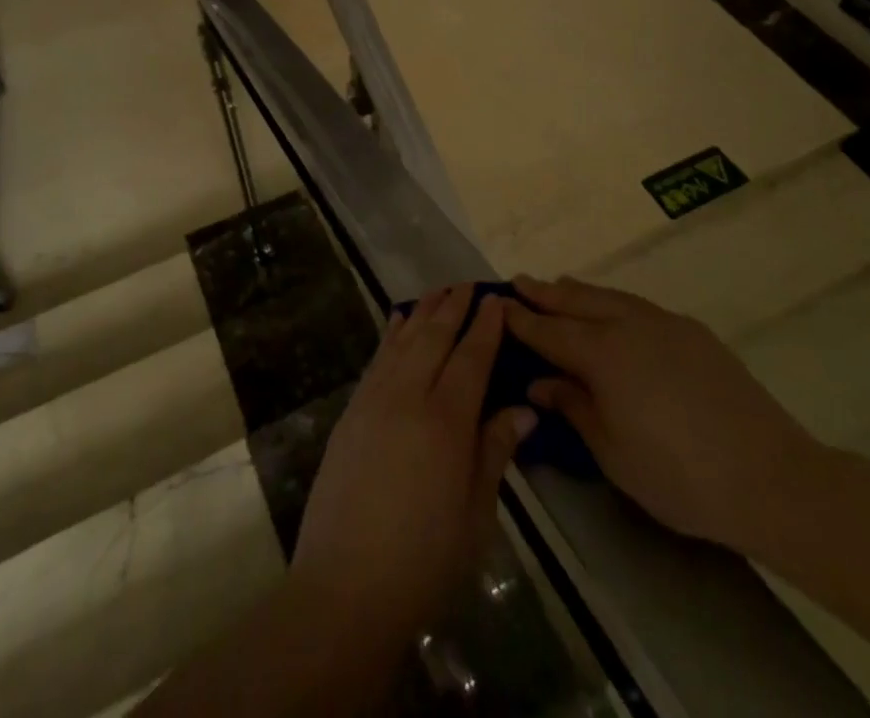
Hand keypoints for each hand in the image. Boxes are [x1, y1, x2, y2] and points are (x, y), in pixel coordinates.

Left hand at [291, 286, 535, 643]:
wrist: (346, 586)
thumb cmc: (425, 559)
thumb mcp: (476, 512)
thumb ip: (495, 451)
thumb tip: (524, 408)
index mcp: (446, 420)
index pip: (472, 357)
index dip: (486, 326)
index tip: (497, 299)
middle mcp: (409, 396)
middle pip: (435, 337)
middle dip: (454, 307)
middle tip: (469, 284)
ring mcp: (374, 400)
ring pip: (403, 340)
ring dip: (423, 312)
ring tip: (439, 292)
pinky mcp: (351, 412)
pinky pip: (377, 358)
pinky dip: (391, 334)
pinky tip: (397, 321)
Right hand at [505, 275, 824, 549]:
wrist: (770, 476)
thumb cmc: (679, 475)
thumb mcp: (612, 452)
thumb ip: (573, 408)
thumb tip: (541, 382)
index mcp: (603, 354)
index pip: (550, 331)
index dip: (522, 320)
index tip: (498, 304)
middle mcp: (629, 325)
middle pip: (577, 301)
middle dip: (546, 292)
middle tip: (520, 281)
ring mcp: (664, 323)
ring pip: (609, 296)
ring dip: (579, 291)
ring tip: (560, 285)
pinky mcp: (692, 332)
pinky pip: (639, 306)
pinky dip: (613, 302)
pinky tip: (613, 312)